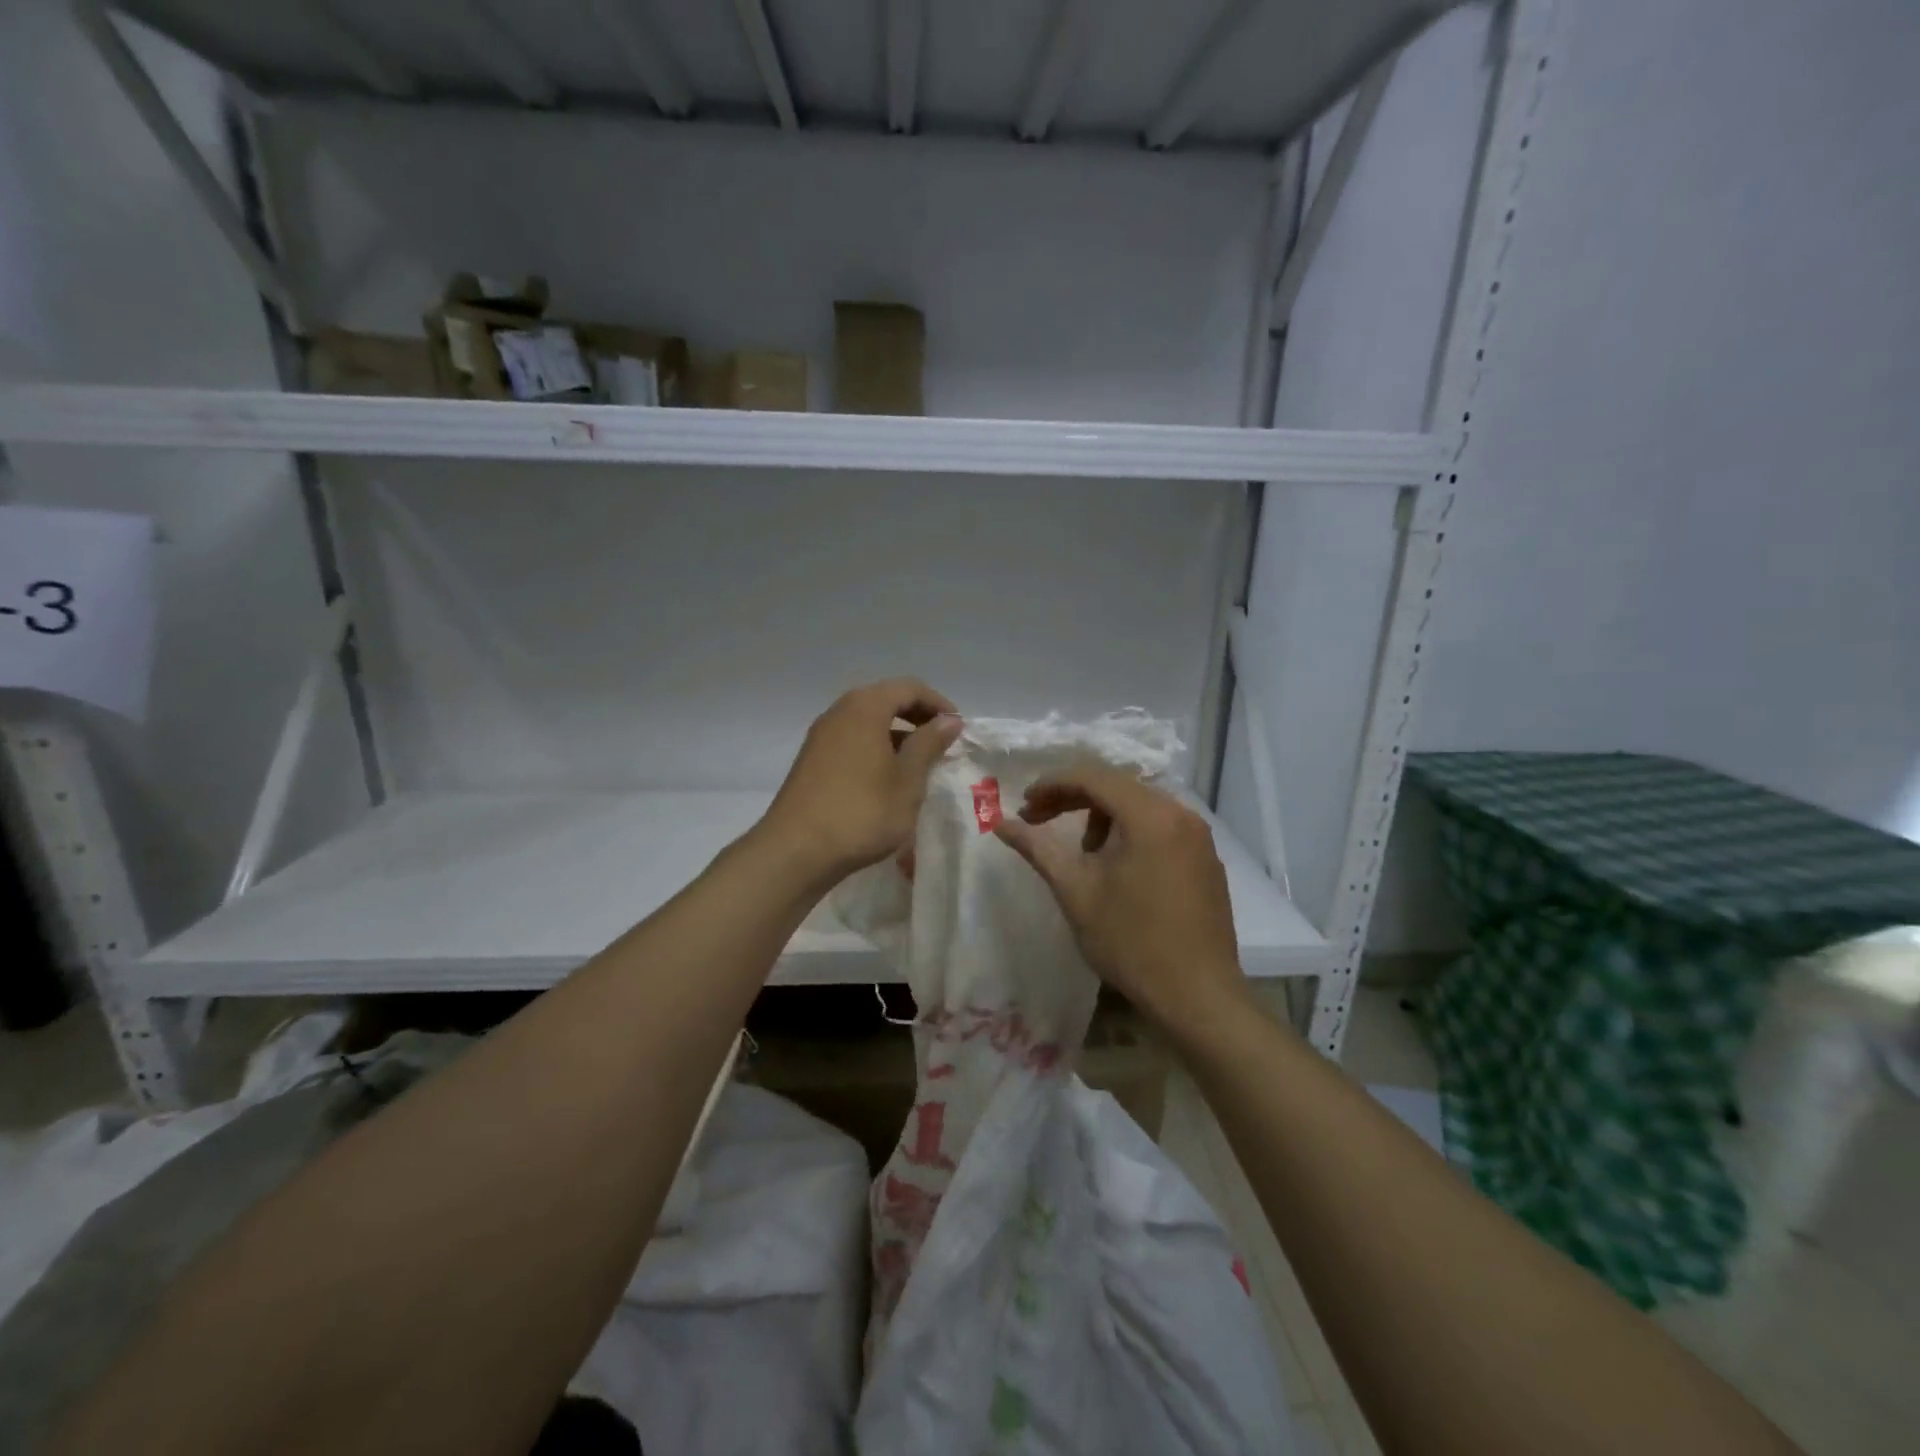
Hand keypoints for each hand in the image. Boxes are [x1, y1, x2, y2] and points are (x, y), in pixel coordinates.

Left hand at [761, 679, 962, 883]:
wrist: (796, 851)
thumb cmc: (862, 812)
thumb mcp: (907, 780)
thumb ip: (929, 744)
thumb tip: (949, 720)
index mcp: (865, 708)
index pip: (909, 688)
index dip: (938, 704)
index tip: (958, 729)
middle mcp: (839, 712)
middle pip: (885, 700)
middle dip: (917, 718)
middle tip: (941, 744)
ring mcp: (821, 736)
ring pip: (867, 722)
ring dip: (896, 735)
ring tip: (918, 765)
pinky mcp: (811, 761)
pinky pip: (852, 741)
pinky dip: (875, 749)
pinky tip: (887, 780)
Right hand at [994, 762, 1250, 1044]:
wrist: (1198, 997)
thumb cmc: (1131, 942)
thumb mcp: (1075, 892)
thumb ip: (1037, 848)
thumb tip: (1000, 823)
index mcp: (1149, 815)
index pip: (1092, 776)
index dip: (1051, 785)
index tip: (1023, 807)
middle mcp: (1180, 813)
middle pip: (1117, 786)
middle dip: (1073, 798)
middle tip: (1038, 821)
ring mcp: (1199, 836)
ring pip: (1139, 805)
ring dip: (1101, 816)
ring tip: (1081, 853)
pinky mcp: (1206, 858)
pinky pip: (1160, 825)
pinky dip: (1130, 831)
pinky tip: (1117, 866)